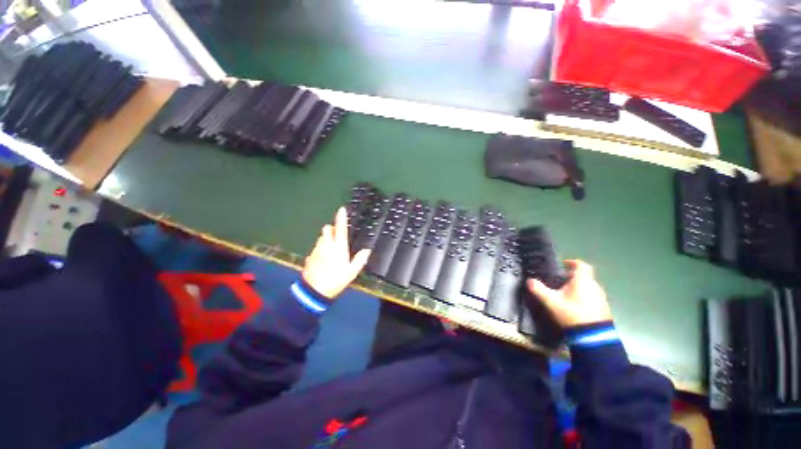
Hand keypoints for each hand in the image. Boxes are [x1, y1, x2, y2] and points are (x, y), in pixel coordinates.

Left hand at [302, 208, 370, 298]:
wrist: (314, 291)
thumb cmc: (335, 280)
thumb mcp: (352, 272)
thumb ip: (360, 259)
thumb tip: (366, 250)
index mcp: (338, 247)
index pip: (341, 228)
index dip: (341, 218)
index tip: (341, 209)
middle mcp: (326, 245)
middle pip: (327, 229)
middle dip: (332, 229)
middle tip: (338, 236)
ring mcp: (316, 250)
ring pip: (321, 237)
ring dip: (326, 238)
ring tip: (332, 249)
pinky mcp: (310, 256)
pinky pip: (316, 247)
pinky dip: (321, 248)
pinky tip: (324, 258)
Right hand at [526, 260, 611, 327]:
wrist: (594, 337)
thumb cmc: (572, 313)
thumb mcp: (551, 302)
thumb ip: (539, 290)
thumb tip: (529, 281)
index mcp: (583, 281)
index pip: (581, 265)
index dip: (572, 262)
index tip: (563, 264)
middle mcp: (595, 286)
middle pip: (584, 276)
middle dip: (572, 277)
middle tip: (559, 281)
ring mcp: (601, 298)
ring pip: (588, 287)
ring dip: (578, 287)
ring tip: (565, 294)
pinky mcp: (604, 309)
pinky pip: (592, 297)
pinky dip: (583, 297)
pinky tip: (574, 305)